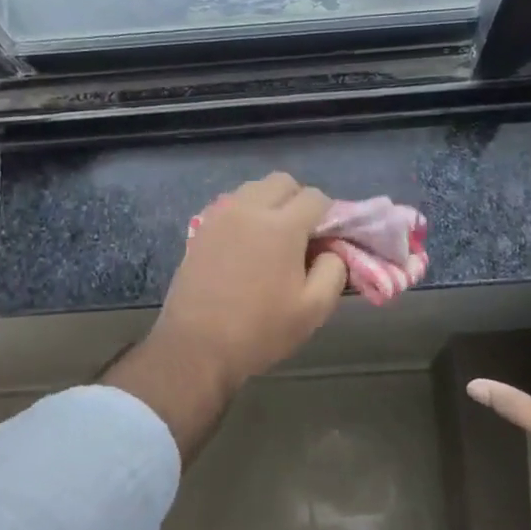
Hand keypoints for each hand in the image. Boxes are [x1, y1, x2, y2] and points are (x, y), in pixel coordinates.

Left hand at [108, 174, 347, 459]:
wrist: (196, 347)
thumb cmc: (260, 331)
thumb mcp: (313, 310)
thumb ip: (334, 270)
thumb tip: (331, 249)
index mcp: (281, 226)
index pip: (315, 197)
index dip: (328, 216)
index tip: (326, 241)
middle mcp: (249, 209)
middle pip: (282, 182)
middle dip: (298, 200)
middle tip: (301, 236)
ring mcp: (220, 216)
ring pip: (253, 189)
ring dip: (269, 203)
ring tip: (271, 240)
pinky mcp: (200, 229)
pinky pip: (230, 205)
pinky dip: (244, 213)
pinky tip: (245, 245)